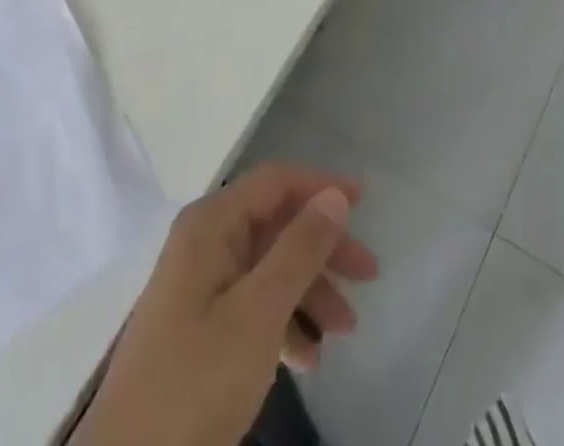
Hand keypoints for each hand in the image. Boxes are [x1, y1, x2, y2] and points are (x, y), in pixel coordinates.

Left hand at [74, 163, 379, 445]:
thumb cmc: (196, 381)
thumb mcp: (259, 312)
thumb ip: (300, 248)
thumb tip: (334, 195)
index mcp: (211, 225)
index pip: (276, 182)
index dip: (321, 185)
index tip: (364, 203)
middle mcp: (205, 244)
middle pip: (277, 225)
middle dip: (324, 247)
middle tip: (368, 275)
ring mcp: (200, 288)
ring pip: (269, 268)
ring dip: (310, 291)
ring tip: (346, 329)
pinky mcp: (198, 331)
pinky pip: (253, 306)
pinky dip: (285, 323)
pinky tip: (308, 358)